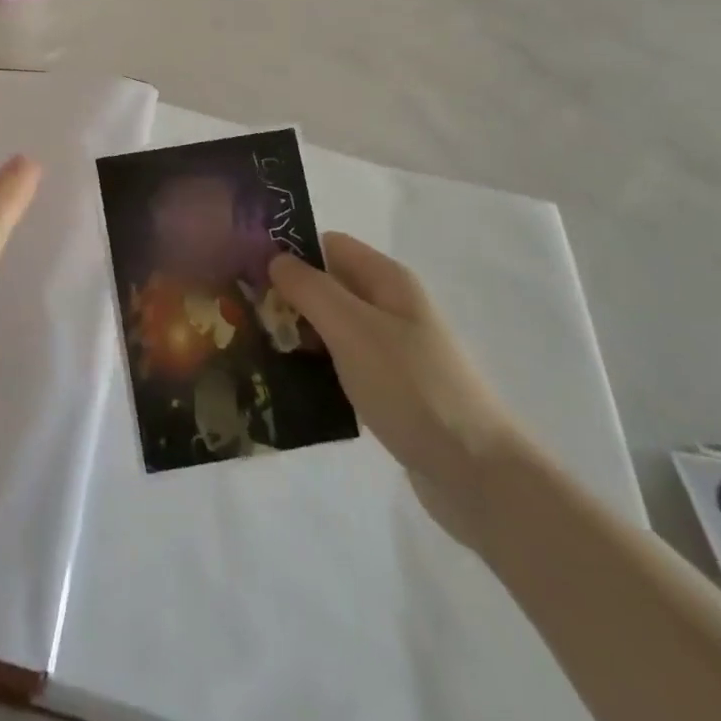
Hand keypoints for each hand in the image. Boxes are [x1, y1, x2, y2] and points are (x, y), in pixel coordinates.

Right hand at [269, 233, 524, 545]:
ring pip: (332, 327)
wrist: (477, 475)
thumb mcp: (352, 328)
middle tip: (242, 313)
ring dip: (299, 335)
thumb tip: (276, 259)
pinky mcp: (391, 389)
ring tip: (255, 349)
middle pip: (328, 285)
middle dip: (288, 296)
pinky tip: (289, 384)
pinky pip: (343, 364)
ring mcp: (393, 350)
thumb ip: (310, 289)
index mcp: (387, 280)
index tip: (247, 269)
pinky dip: (317, 368)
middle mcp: (391, 307)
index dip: (290, 250)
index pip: (328, 245)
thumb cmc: (411, 387)